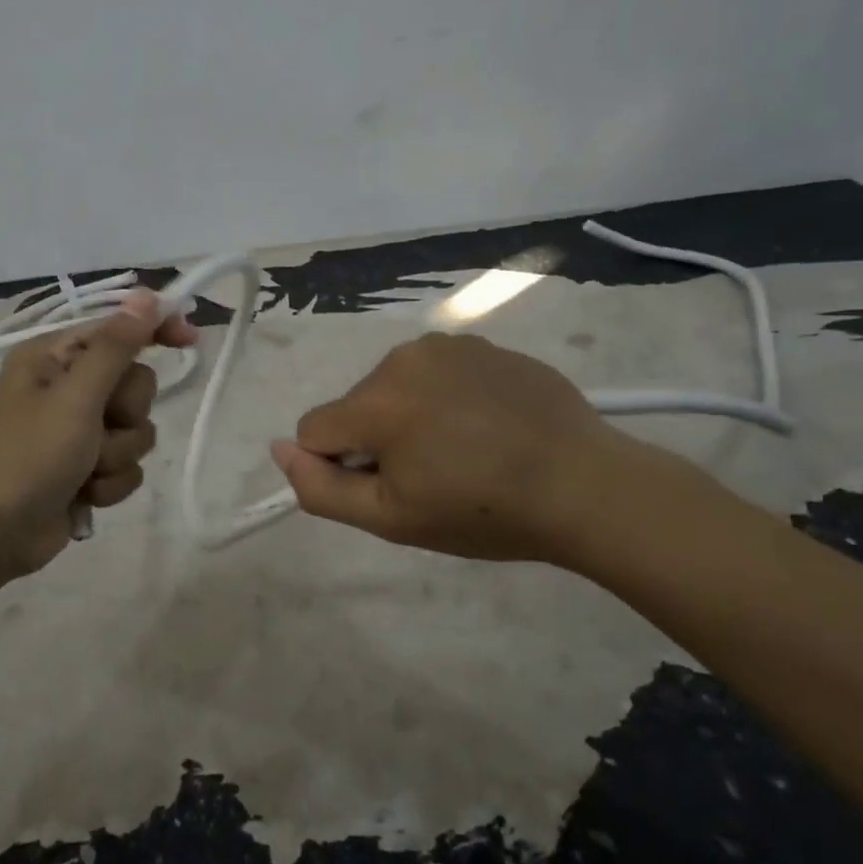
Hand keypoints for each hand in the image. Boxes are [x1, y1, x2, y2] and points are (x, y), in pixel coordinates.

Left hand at [0, 290, 196, 581]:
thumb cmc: (28, 456)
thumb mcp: (75, 397)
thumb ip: (116, 347)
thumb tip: (147, 297)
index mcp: (54, 358)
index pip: (118, 329)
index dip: (154, 329)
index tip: (189, 338)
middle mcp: (68, 388)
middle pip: (136, 384)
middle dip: (126, 414)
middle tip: (99, 428)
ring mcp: (79, 431)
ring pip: (137, 429)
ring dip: (118, 453)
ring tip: (86, 470)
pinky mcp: (88, 469)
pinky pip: (128, 464)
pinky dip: (111, 482)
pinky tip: (84, 495)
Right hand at [270, 331, 693, 567]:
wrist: (584, 485)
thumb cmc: (483, 511)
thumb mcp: (392, 518)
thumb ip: (322, 488)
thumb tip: (278, 450)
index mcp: (377, 400)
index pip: (315, 429)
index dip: (341, 467)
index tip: (390, 488)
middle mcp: (403, 357)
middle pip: (357, 405)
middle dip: (378, 440)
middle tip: (433, 477)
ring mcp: (449, 345)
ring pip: (397, 387)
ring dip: (411, 416)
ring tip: (465, 451)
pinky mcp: (484, 345)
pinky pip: (439, 373)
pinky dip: (447, 398)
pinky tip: (488, 426)